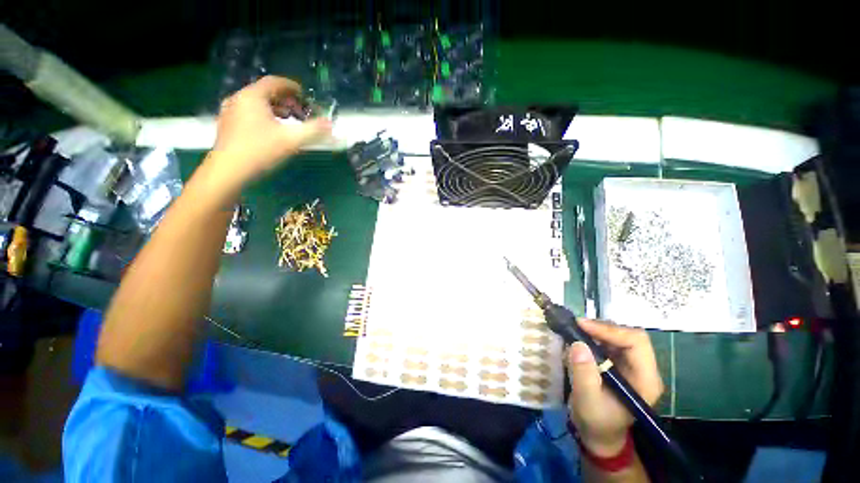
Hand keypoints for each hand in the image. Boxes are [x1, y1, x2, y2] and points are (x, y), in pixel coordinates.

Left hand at [209, 76, 331, 188]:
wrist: (228, 171)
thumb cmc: (260, 150)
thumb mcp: (292, 140)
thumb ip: (314, 130)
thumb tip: (331, 124)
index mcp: (253, 96)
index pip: (274, 82)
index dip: (292, 87)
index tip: (305, 95)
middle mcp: (239, 99)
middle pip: (266, 92)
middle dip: (286, 100)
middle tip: (300, 112)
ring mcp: (230, 112)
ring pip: (257, 104)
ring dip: (276, 109)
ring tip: (289, 123)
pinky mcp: (227, 126)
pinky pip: (249, 114)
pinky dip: (264, 117)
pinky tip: (272, 132)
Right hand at [566, 319, 663, 456]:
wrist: (599, 434)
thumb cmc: (596, 421)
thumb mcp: (587, 400)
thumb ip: (584, 373)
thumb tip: (577, 344)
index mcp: (645, 380)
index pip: (637, 343)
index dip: (610, 330)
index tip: (582, 325)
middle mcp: (644, 369)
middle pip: (629, 336)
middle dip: (603, 328)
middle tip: (577, 325)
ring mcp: (633, 366)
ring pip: (619, 336)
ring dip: (597, 330)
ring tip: (576, 330)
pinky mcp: (621, 364)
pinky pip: (610, 342)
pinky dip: (594, 336)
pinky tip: (580, 338)